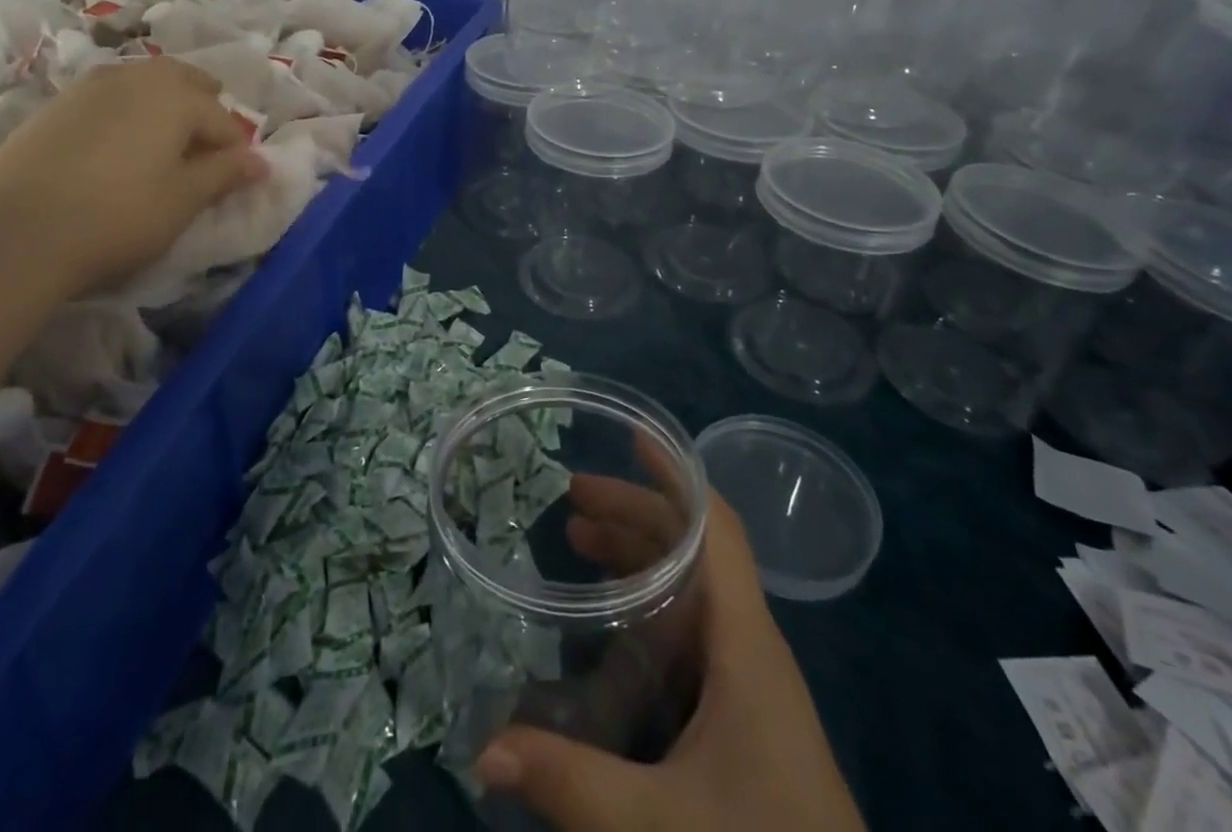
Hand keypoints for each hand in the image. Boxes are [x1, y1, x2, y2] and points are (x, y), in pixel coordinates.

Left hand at [0, 58, 264, 298]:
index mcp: (175, 95)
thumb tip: (262, 161)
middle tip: (206, 149)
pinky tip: (118, 150)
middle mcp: (135, 77)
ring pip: (144, 84)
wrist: (10, 233)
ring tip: (164, 148)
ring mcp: (89, 87)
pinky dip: (127, 114)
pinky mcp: (54, 106)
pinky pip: (109, 98)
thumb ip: (226, 174)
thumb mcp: (183, 200)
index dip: (236, 151)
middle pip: (184, 82)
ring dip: (164, 107)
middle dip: (204, 109)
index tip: (237, 180)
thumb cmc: (117, 215)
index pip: (223, 119)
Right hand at [476, 489, 864, 831]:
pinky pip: (692, 626)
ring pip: (692, 586)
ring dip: (639, 553)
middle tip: (570, 499)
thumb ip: (570, 783)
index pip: (716, 528)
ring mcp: (749, 677)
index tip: (632, 437)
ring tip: (578, 539)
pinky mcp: (744, 710)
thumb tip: (482, 749)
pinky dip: (650, 600)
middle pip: (693, 548)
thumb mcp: (658, 826)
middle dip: (634, 512)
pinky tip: (612, 617)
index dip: (677, 476)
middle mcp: (749, 643)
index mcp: (744, 642)